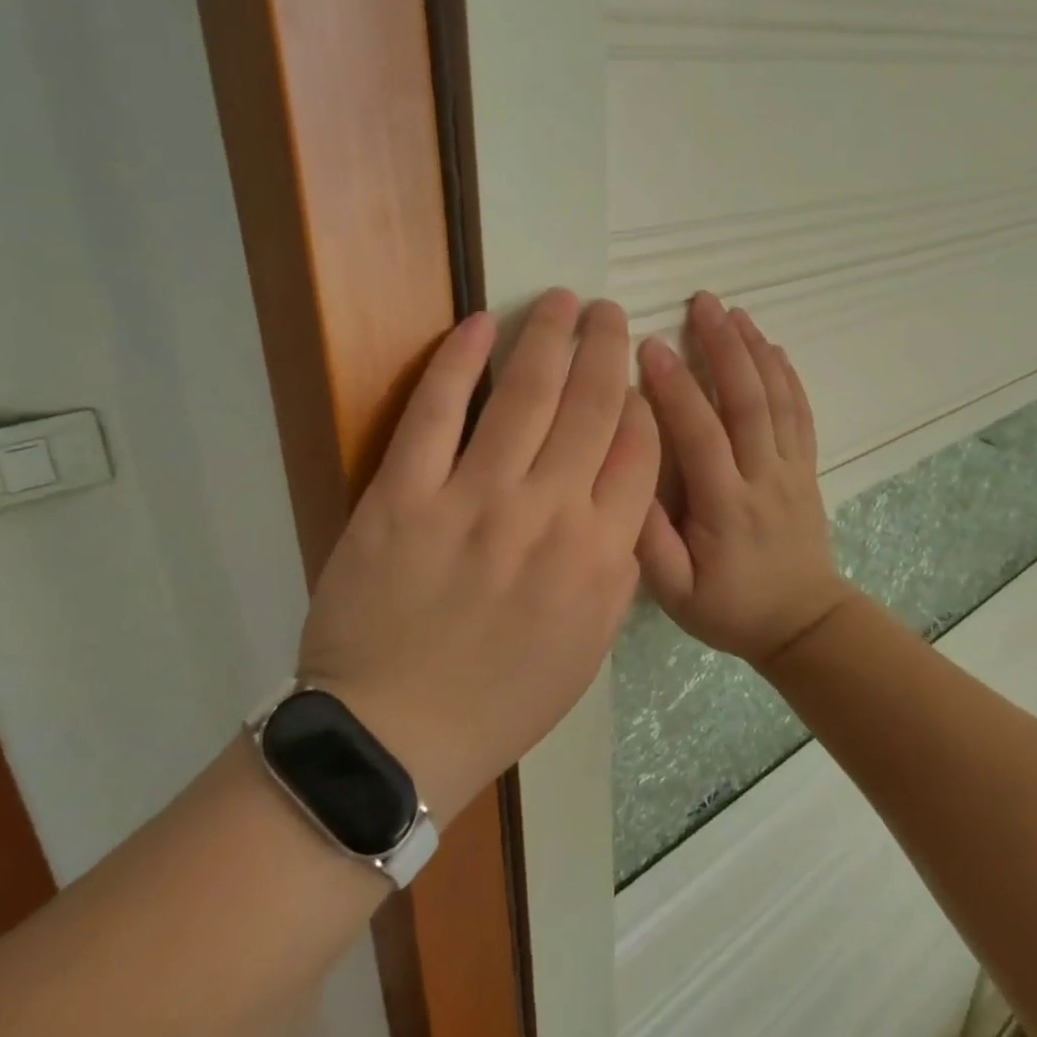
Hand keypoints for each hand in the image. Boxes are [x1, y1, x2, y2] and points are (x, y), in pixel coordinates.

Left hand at [294, 290, 658, 821]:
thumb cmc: (502, 699)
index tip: (638, 374)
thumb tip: (625, 498)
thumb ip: (616, 568)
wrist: (395, 736)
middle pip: (592, 405)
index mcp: (600, 556)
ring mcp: (474, 499)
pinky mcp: (403, 494)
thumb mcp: (587, 646)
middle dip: (605, 347)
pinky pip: (436, 412)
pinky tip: (480, 324)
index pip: (639, 451)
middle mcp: (548, 514)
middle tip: (608, 311)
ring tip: (564, 300)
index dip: (642, 401)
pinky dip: (459, 360)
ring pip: (525, 394)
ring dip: (549, 335)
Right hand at [636, 292, 856, 666]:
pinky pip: (801, 414)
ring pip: (777, 400)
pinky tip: (773, 347)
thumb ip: (648, 543)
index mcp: (725, 506)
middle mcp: (763, 477)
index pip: (700, 434)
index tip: (651, 345)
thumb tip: (623, 480)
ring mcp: (791, 469)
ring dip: (756, 351)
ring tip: (735, 311)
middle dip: (723, 347)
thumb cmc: (730, 608)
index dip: (676, 387)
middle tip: (703, 302)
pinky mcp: (807, 469)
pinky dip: (789, 376)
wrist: (803, 624)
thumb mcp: (675, 594)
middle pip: (747, 401)